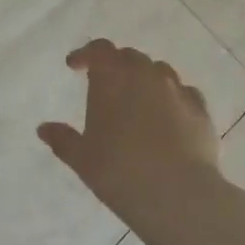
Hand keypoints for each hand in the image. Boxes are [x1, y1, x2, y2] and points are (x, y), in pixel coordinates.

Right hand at [37, 40, 224, 242]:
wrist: (178, 194)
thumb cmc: (120, 172)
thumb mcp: (82, 159)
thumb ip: (63, 139)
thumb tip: (44, 129)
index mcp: (112, 78)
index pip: (99, 49)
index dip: (86, 54)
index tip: (74, 66)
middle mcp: (146, 75)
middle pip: (130, 56)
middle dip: (115, 65)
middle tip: (105, 84)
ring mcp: (177, 90)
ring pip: (159, 71)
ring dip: (145, 78)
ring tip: (138, 99)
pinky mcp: (201, 110)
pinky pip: (184, 92)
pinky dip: (172, 97)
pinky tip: (169, 115)